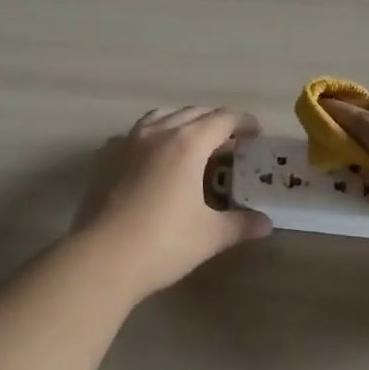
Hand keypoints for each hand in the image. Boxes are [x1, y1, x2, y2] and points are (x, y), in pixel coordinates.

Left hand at [73, 106, 271, 297]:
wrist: (102, 257)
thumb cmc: (163, 243)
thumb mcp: (210, 235)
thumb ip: (241, 224)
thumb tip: (266, 224)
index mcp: (188, 143)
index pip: (223, 119)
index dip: (243, 122)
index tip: (256, 133)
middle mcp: (157, 132)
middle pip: (193, 112)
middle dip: (215, 121)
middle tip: (230, 141)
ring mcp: (127, 141)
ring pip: (160, 116)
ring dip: (181, 122)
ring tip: (192, 142)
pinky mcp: (104, 157)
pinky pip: (133, 134)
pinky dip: (150, 137)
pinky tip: (151, 158)